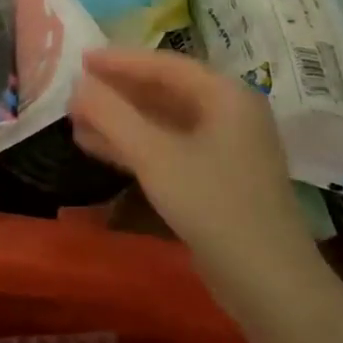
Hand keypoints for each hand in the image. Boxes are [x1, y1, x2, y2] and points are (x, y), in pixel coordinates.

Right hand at [69, 49, 321, 307]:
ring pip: (163, 121)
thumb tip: (77, 85)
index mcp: (225, 96)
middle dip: (117, 92)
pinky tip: (98, 147)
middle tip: (74, 90)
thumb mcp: (154, 156)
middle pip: (164, 90)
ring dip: (120, 119)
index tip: (79, 59)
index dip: (118, 60)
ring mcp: (225, 148)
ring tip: (76, 118)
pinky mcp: (216, 178)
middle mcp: (229, 113)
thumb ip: (112, 115)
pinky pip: (168, 147)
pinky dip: (134, 144)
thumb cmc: (213, 205)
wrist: (269, 283)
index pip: (164, 65)